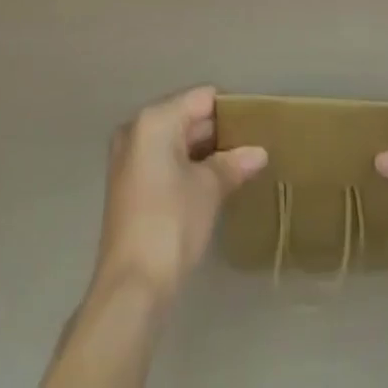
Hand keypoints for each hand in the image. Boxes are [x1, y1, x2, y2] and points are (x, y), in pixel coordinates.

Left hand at [89, 85, 267, 303]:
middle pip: (186, 117)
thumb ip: (233, 163)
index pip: (201, 99)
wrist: (131, 288)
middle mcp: (136, 129)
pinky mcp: (129, 185)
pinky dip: (187, 166)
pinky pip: (164, 160)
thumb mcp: (208, 189)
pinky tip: (214, 180)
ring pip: (175, 140)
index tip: (257, 123)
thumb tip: (259, 152)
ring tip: (240, 162)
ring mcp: (129, 158)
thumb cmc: (171, 224)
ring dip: (204, 151)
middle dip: (218, 131)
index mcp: (154, 120)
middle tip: (253, 144)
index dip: (230, 109)